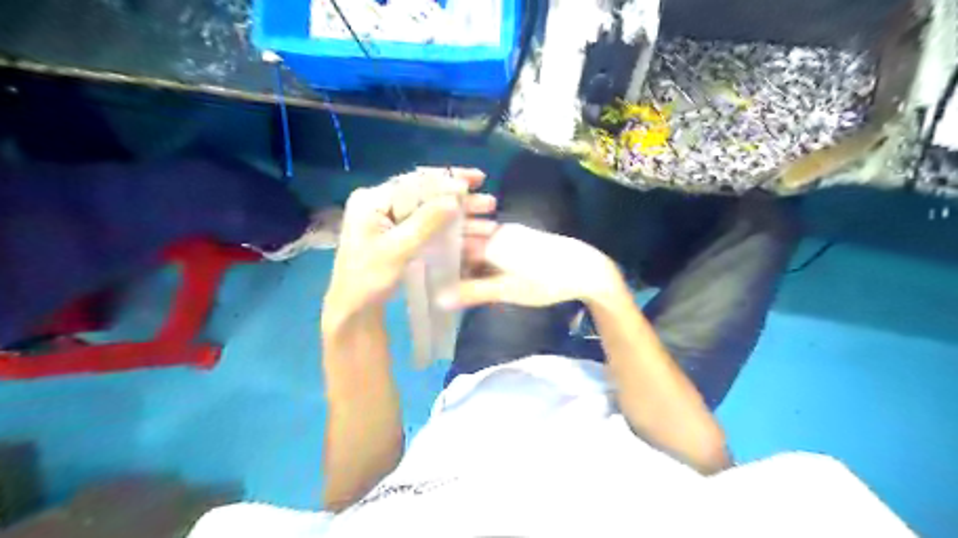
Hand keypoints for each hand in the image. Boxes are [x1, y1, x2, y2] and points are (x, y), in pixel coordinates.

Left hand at [329, 164, 496, 328]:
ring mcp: (390, 220)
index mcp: (373, 200)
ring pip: (431, 211)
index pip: (415, 182)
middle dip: (459, 199)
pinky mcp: (398, 235)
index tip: (476, 181)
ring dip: (460, 216)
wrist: (353, 309)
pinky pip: (428, 226)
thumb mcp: (397, 250)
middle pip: (426, 194)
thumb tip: (455, 197)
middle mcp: (381, 203)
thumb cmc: (368, 279)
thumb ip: (425, 223)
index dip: (448, 180)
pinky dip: (450, 230)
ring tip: (488, 221)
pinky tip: (472, 235)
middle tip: (488, 202)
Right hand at [446, 221, 624, 306]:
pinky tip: (486, 276)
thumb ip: (473, 292)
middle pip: (467, 245)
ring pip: (481, 247)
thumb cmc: (545, 280)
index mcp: (491, 240)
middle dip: (455, 263)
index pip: (456, 246)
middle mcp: (499, 231)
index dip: (442, 261)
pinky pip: (495, 248)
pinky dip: (486, 261)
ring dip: (471, 263)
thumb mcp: (507, 290)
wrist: (587, 270)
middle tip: (444, 284)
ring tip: (463, 283)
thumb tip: (439, 300)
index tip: (430, 276)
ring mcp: (512, 234)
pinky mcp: (523, 239)